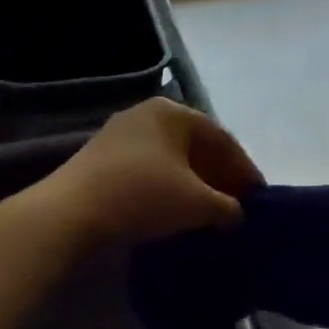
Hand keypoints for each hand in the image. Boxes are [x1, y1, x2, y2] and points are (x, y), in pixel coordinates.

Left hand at [43, 97, 263, 244]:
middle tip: (236, 205)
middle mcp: (146, 115)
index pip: (222, 139)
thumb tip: (236, 215)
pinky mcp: (100, 159)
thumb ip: (227, 207)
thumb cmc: (143, 196)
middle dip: (219, 177)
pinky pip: (148, 170)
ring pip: (171, 159)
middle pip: (196, 146)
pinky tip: (175, 211)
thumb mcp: (198, 204)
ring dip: (194, 184)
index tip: (258, 197)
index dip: (245, 170)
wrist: (70, 214)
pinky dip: (168, 188)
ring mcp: (119, 135)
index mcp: (173, 113)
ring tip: (209, 212)